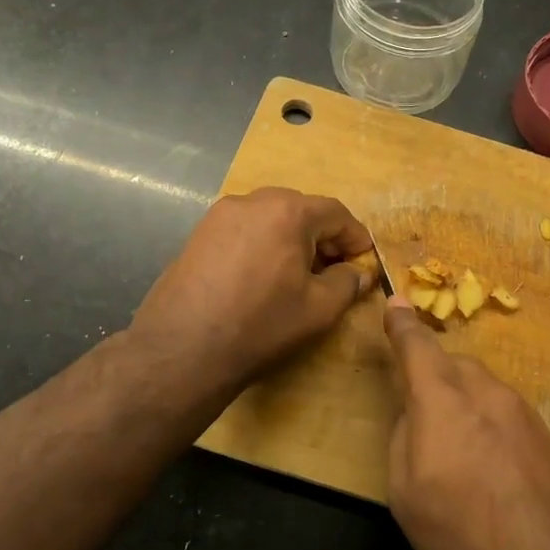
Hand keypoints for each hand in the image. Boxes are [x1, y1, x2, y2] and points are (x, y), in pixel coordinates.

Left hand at [129, 188, 374, 395]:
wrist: (183, 348)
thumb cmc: (261, 325)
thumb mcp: (318, 309)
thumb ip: (347, 283)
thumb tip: (359, 272)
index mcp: (287, 211)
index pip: (335, 213)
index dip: (356, 236)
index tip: (365, 260)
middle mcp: (252, 201)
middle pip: (301, 209)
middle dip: (323, 236)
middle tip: (334, 268)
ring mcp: (219, 215)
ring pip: (270, 217)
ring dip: (292, 239)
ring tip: (298, 274)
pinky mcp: (198, 234)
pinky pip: (244, 229)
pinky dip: (263, 243)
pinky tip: (263, 276)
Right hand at [381, 300, 549, 549]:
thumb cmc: (463, 534)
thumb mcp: (406, 493)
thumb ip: (403, 438)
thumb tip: (415, 415)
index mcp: (443, 399)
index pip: (417, 346)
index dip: (402, 325)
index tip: (395, 303)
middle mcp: (485, 392)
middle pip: (453, 366)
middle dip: (433, 378)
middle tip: (421, 419)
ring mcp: (522, 411)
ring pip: (481, 388)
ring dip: (463, 403)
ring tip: (458, 454)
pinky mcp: (546, 434)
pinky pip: (504, 411)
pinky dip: (487, 423)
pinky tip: (490, 469)